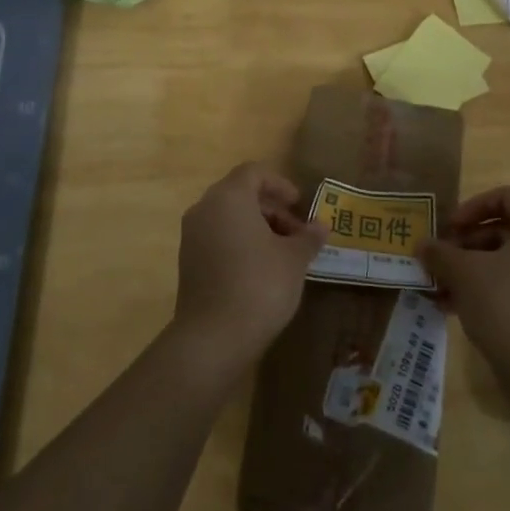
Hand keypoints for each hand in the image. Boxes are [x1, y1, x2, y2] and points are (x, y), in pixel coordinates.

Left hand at [172, 163, 327, 374]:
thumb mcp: (294, 259)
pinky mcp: (188, 261)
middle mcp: (205, 209)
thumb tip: (321, 226)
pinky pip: (217, 237)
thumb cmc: (259, 285)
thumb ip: (308, 237)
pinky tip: (261, 269)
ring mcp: (192, 235)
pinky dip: (240, 243)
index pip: (254, 172)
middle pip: (241, 194)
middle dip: (272, 209)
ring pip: (228, 217)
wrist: (213, 337)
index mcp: (229, 197)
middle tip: (298, 234)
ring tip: (284, 254)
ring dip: (257, 227)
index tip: (300, 205)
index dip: (280, 184)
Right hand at [421, 186, 509, 374]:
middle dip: (467, 242)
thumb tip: (422, 245)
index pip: (506, 196)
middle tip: (440, 258)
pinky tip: (456, 307)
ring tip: (440, 286)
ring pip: (508, 260)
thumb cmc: (505, 304)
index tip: (449, 227)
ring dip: (472, 268)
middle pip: (506, 229)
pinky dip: (488, 288)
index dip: (472, 207)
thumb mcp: (463, 273)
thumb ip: (440, 253)